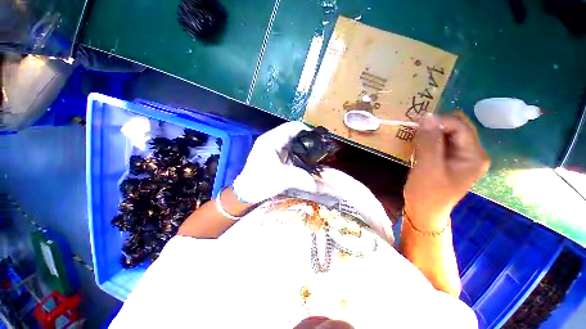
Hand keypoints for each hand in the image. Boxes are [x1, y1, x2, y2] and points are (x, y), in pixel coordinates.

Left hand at [232, 122, 316, 203]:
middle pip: (293, 133)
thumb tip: (315, 184)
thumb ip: (299, 178)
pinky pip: (291, 149)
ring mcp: (274, 147)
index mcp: (271, 140)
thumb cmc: (261, 182)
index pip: (292, 127)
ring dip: (304, 145)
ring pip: (293, 141)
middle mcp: (273, 140)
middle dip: (307, 138)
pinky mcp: (276, 155)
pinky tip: (307, 158)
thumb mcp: (280, 178)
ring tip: (317, 151)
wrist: (248, 192)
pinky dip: (300, 152)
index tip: (319, 137)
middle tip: (320, 145)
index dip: (306, 129)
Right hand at [404, 112, 489, 230]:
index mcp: (475, 155)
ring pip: (448, 132)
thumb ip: (429, 141)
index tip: (416, 123)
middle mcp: (473, 152)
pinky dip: (430, 138)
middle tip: (416, 129)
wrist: (424, 210)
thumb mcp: (427, 167)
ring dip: (432, 131)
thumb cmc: (427, 192)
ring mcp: (462, 155)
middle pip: (457, 127)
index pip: (460, 127)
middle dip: (436, 124)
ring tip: (416, 137)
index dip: (439, 121)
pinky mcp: (450, 158)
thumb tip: (427, 115)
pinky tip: (419, 144)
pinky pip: (442, 141)